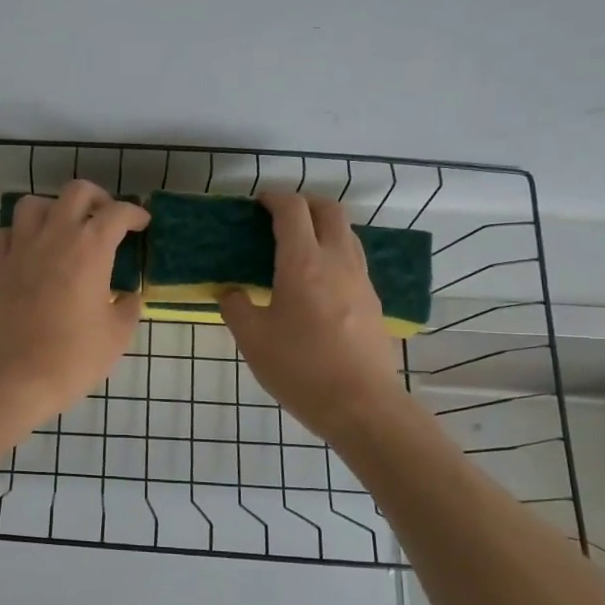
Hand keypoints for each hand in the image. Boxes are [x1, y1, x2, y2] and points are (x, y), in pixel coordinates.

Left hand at [0, 181, 149, 425]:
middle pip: (76, 192)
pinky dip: (20, 233)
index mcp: (90, 248)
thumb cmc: (74, 356)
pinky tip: (31, 249)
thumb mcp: (118, 334)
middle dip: (97, 198)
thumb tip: (128, 295)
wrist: (17, 377)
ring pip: (33, 203)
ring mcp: (21, 248)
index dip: (134, 214)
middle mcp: (55, 236)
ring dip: (53, 209)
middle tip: (106, 218)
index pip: (117, 213)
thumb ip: (128, 306)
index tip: (142, 224)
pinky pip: (6, 232)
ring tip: (64, 228)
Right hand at [219, 193, 405, 445]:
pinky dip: (335, 253)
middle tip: (280, 218)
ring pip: (347, 233)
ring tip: (299, 247)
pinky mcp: (373, 301)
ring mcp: (361, 280)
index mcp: (303, 263)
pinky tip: (318, 282)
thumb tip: (231, 293)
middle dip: (304, 204)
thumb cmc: (300, 369)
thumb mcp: (252, 340)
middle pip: (329, 210)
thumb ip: (236, 308)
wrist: (361, 406)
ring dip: (323, 227)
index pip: (293, 210)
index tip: (258, 204)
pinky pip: (354, 260)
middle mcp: (337, 261)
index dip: (275, 198)